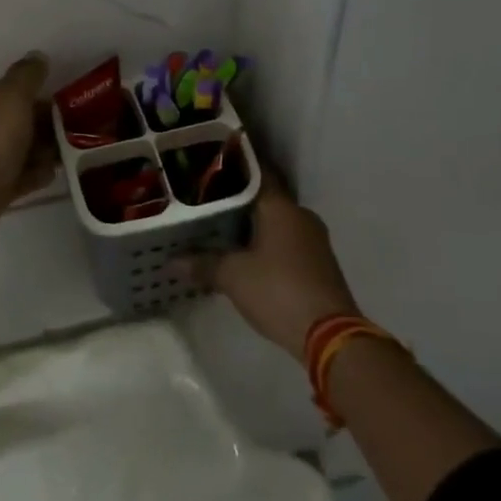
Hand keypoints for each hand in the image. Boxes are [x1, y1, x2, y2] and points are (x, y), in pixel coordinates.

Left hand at [0, 53, 57, 218]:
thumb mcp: (13, 95)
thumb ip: (27, 75)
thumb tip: (37, 56)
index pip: (10, 92)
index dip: (37, 98)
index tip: (63, 108)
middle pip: (16, 122)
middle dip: (43, 128)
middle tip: (70, 136)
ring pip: (17, 151)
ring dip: (40, 153)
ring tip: (62, 158)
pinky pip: (16, 177)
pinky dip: (31, 175)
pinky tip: (48, 177)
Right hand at [184, 181, 361, 362]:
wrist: (329, 337)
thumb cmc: (278, 290)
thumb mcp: (232, 276)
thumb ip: (202, 263)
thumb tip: (171, 261)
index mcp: (281, 207)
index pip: (256, 172)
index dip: (232, 165)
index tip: (208, 163)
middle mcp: (300, 215)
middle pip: (263, 197)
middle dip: (236, 199)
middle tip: (204, 198)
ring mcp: (313, 240)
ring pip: (275, 221)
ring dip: (250, 224)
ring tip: (216, 226)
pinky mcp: (317, 264)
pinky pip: (285, 241)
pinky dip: (264, 243)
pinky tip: (242, 253)